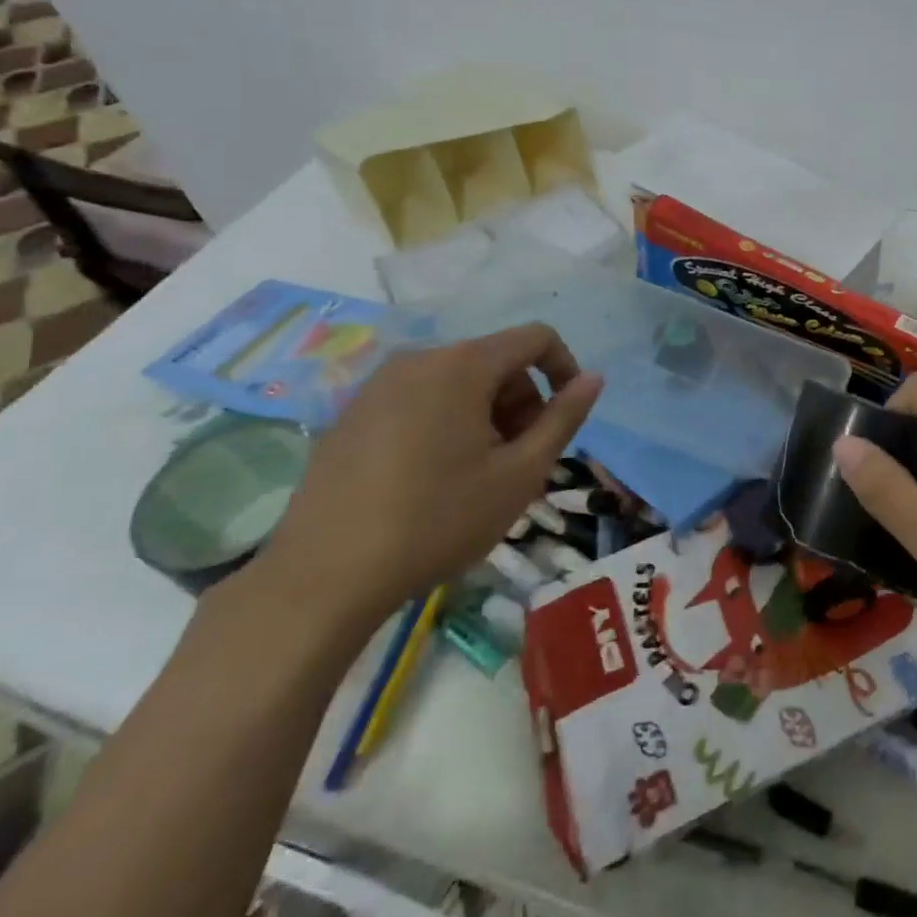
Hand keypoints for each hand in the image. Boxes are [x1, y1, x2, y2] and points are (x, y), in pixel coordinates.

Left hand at [253, 325, 602, 635]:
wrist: (323, 578)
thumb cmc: (437, 520)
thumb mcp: (520, 473)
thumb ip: (564, 418)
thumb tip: (593, 378)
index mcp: (462, 365)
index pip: (535, 338)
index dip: (564, 368)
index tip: (566, 417)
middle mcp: (418, 359)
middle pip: (495, 360)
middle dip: (522, 400)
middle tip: (520, 458)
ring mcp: (378, 385)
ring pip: (457, 381)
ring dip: (486, 414)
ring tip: (479, 472)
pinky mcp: (351, 413)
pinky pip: (420, 399)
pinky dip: (446, 422)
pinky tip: (433, 477)